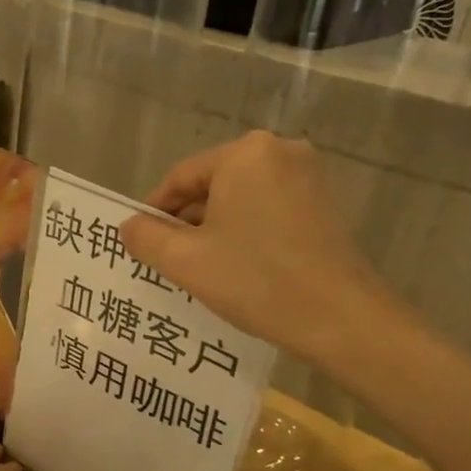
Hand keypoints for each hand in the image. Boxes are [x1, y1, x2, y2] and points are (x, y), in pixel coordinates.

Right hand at [119, 130, 401, 364]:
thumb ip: (146, 237)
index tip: (141, 241)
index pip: (181, 177)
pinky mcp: (326, 203)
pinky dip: (248, 230)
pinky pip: (269, 208)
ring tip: (201, 266)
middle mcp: (279, 151)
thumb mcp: (186, 261)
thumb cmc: (256, 280)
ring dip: (216, 227)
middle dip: (187, 220)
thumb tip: (128, 226)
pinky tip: (239, 265)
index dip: (155, 210)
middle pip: (213, 184)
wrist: (342, 319)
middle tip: (169, 258)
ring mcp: (309, 176)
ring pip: (241, 197)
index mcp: (244, 154)